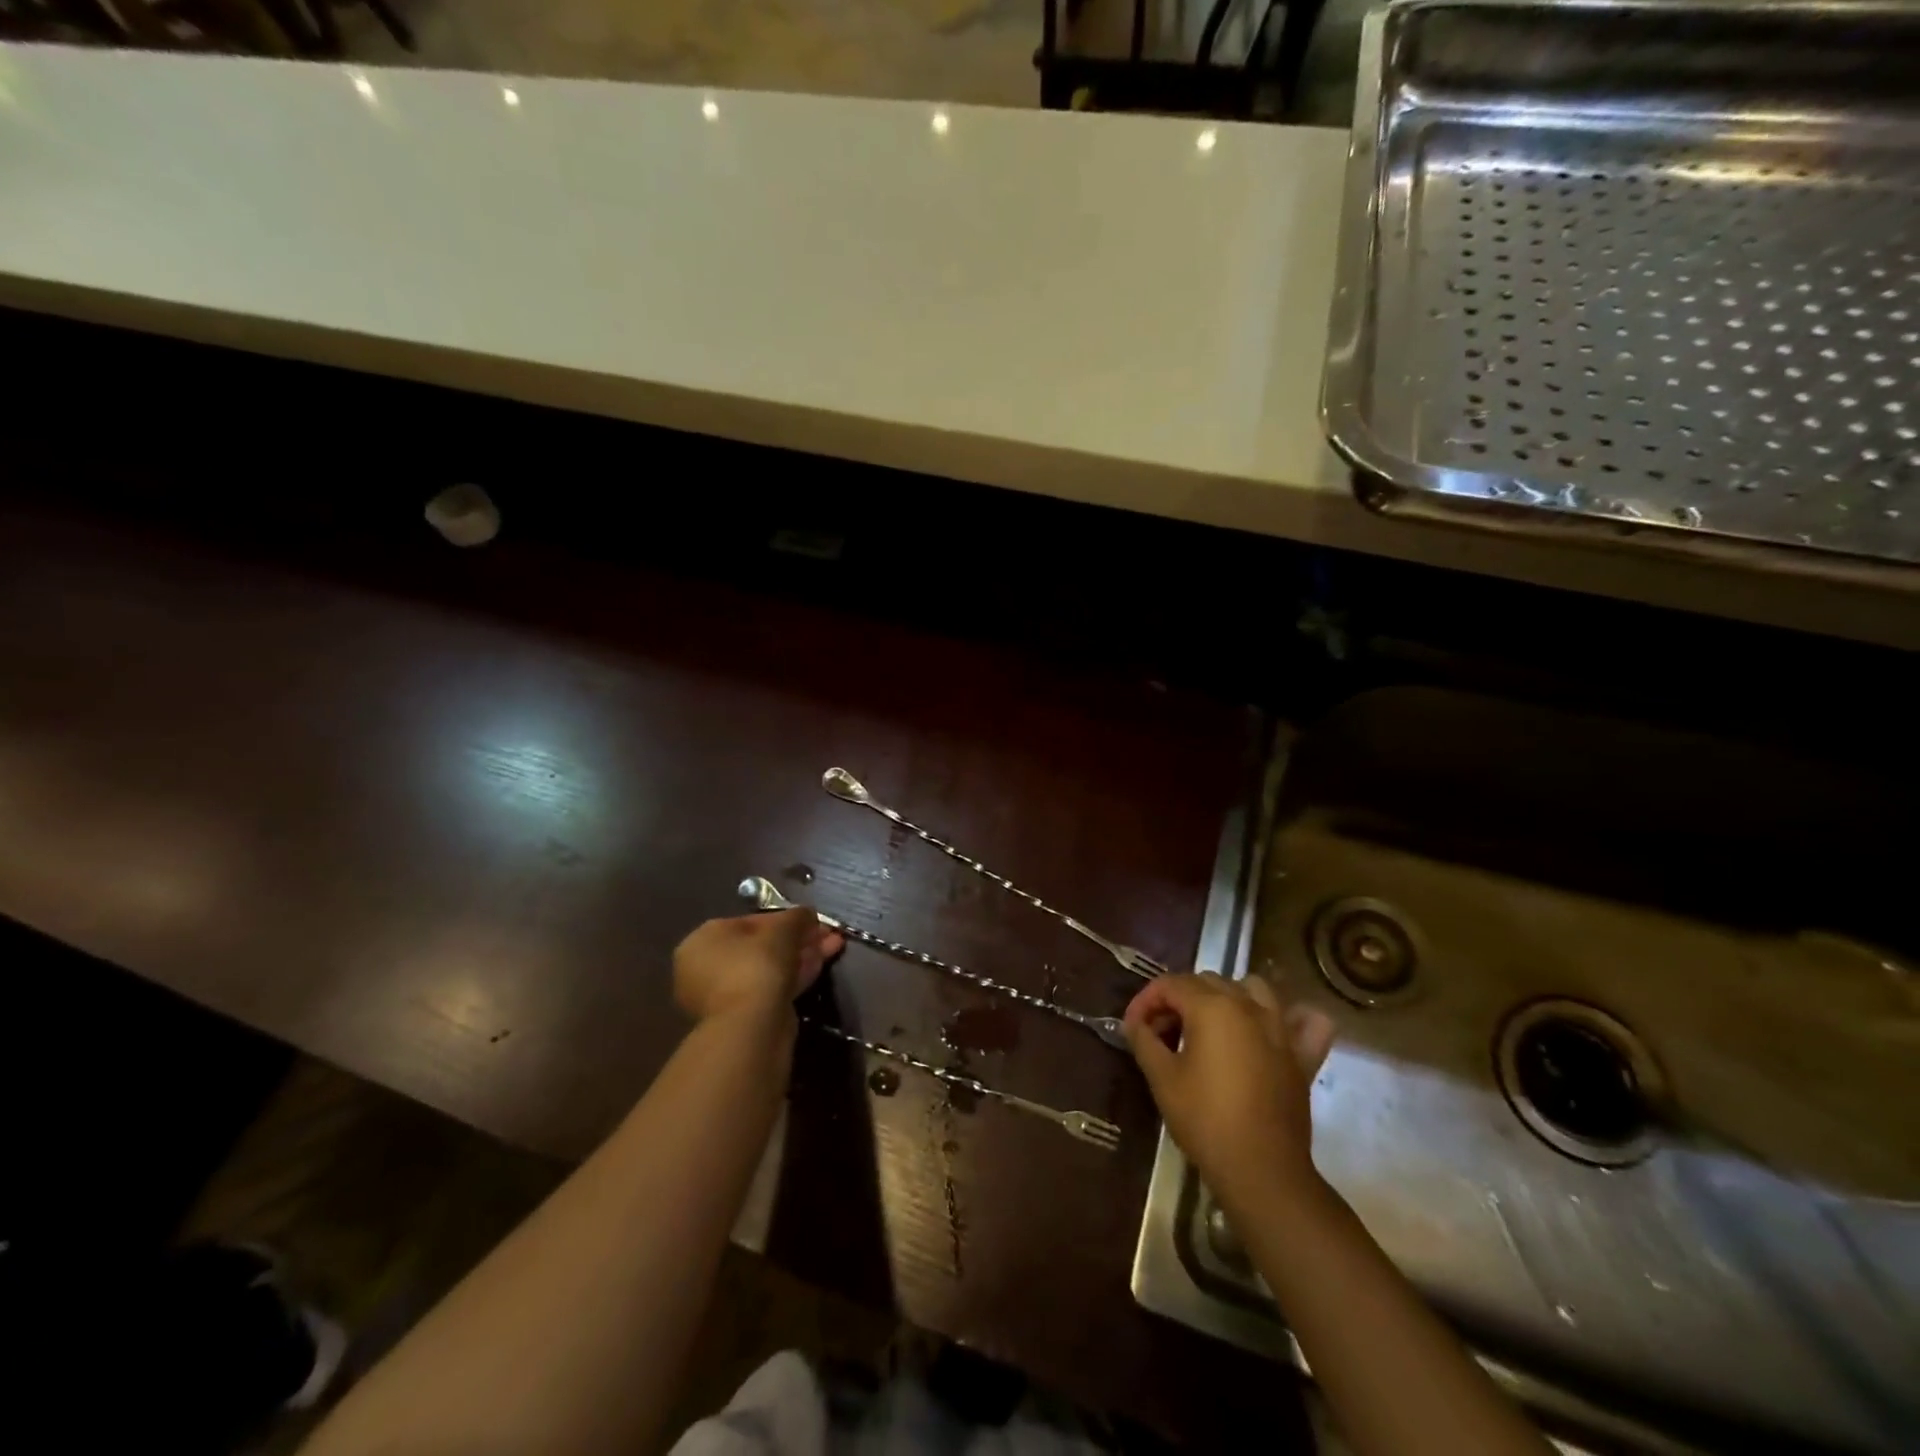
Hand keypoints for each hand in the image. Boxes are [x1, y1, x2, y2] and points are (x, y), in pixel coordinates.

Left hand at [673, 910, 843, 1022]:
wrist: (751, 1027)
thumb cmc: (757, 966)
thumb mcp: (782, 930)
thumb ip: (797, 917)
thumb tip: (807, 915)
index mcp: (703, 940)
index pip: (750, 922)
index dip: (786, 918)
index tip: (812, 920)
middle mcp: (706, 967)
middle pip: (761, 946)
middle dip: (797, 938)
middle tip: (827, 934)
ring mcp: (723, 996)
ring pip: (769, 968)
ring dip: (801, 955)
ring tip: (834, 946)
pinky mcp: (743, 1017)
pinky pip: (771, 988)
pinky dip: (795, 976)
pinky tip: (821, 965)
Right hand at [1124, 973, 1336, 1211]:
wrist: (1262, 1171)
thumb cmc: (1205, 1120)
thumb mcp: (1162, 1078)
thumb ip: (1144, 1040)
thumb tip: (1135, 1023)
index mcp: (1211, 1006)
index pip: (1170, 984)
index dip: (1145, 1001)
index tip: (1132, 1027)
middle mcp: (1248, 1006)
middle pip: (1206, 981)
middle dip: (1178, 999)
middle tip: (1161, 1032)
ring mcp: (1280, 1028)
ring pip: (1252, 988)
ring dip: (1227, 996)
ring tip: (1209, 1024)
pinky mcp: (1302, 1054)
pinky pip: (1304, 1020)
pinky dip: (1291, 1016)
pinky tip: (1272, 1029)